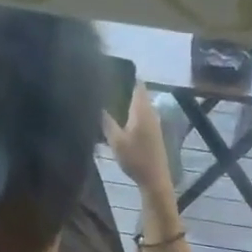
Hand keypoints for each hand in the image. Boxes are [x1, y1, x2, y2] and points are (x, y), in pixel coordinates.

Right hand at [102, 84, 175, 201]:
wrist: (155, 180)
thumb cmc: (136, 159)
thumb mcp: (116, 140)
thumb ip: (106, 120)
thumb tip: (96, 104)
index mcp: (142, 108)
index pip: (136, 82)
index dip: (125, 74)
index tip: (110, 71)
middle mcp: (151, 112)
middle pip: (138, 93)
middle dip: (124, 89)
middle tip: (105, 87)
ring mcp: (155, 123)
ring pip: (140, 106)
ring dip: (127, 103)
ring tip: (110, 103)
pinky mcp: (155, 134)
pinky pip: (142, 117)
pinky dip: (132, 115)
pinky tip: (121, 121)